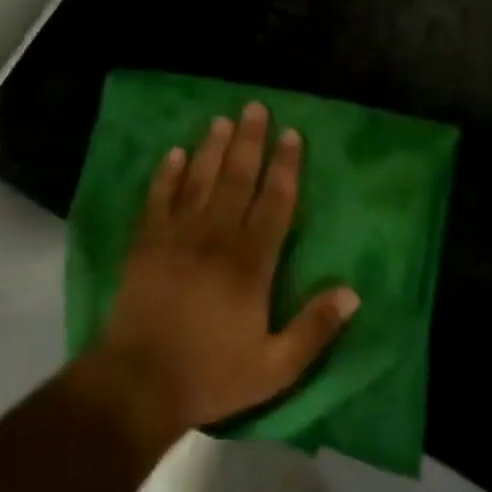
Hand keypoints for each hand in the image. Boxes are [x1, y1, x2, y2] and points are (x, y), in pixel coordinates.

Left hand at [99, 103, 359, 432]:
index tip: (292, 135)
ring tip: (222, 119)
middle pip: (236, 178)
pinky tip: (174, 153)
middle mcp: (215, 237)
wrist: (138, 383)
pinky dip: (166, 174)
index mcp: (251, 263)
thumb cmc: (211, 374)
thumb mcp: (276, 367)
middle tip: (255, 108)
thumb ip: (315, 329)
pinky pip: (158, 198)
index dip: (286, 167)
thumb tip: (353, 293)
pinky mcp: (145, 243)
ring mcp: (176, 236)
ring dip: (212, 148)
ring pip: (198, 180)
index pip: (275, 202)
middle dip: (249, 141)